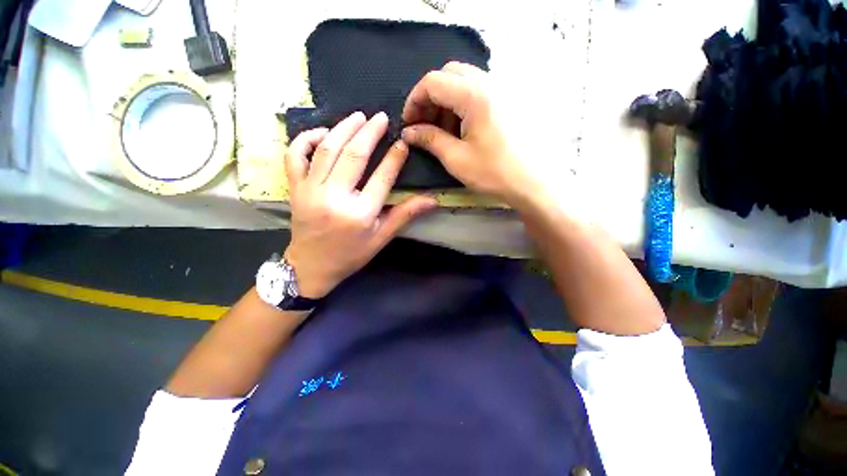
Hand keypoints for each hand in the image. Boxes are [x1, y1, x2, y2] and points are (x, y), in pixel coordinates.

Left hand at [284, 112, 437, 298]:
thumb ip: (406, 215)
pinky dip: (306, 138)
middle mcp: (335, 197)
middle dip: (370, 132)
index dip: (394, 157)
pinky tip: (322, 132)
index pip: (382, 176)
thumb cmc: (351, 254)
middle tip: (381, 117)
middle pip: (354, 155)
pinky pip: (295, 155)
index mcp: (360, 213)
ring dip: (343, 128)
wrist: (312, 266)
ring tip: (358, 116)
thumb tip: (433, 200)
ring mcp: (311, 190)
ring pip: (327, 149)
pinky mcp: (295, 188)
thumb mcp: (382, 237)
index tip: (402, 142)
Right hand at [401, 62, 550, 208]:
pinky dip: (462, 105)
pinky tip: (462, 129)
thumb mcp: (456, 158)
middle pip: (449, 75)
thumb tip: (409, 132)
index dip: (414, 100)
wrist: (533, 183)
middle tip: (424, 125)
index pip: (433, 82)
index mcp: (475, 95)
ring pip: (464, 82)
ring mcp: (502, 89)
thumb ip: (429, 140)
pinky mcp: (508, 100)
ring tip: (442, 130)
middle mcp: (490, 82)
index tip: (409, 123)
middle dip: (430, 98)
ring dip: (446, 102)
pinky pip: (478, 92)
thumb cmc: (494, 172)